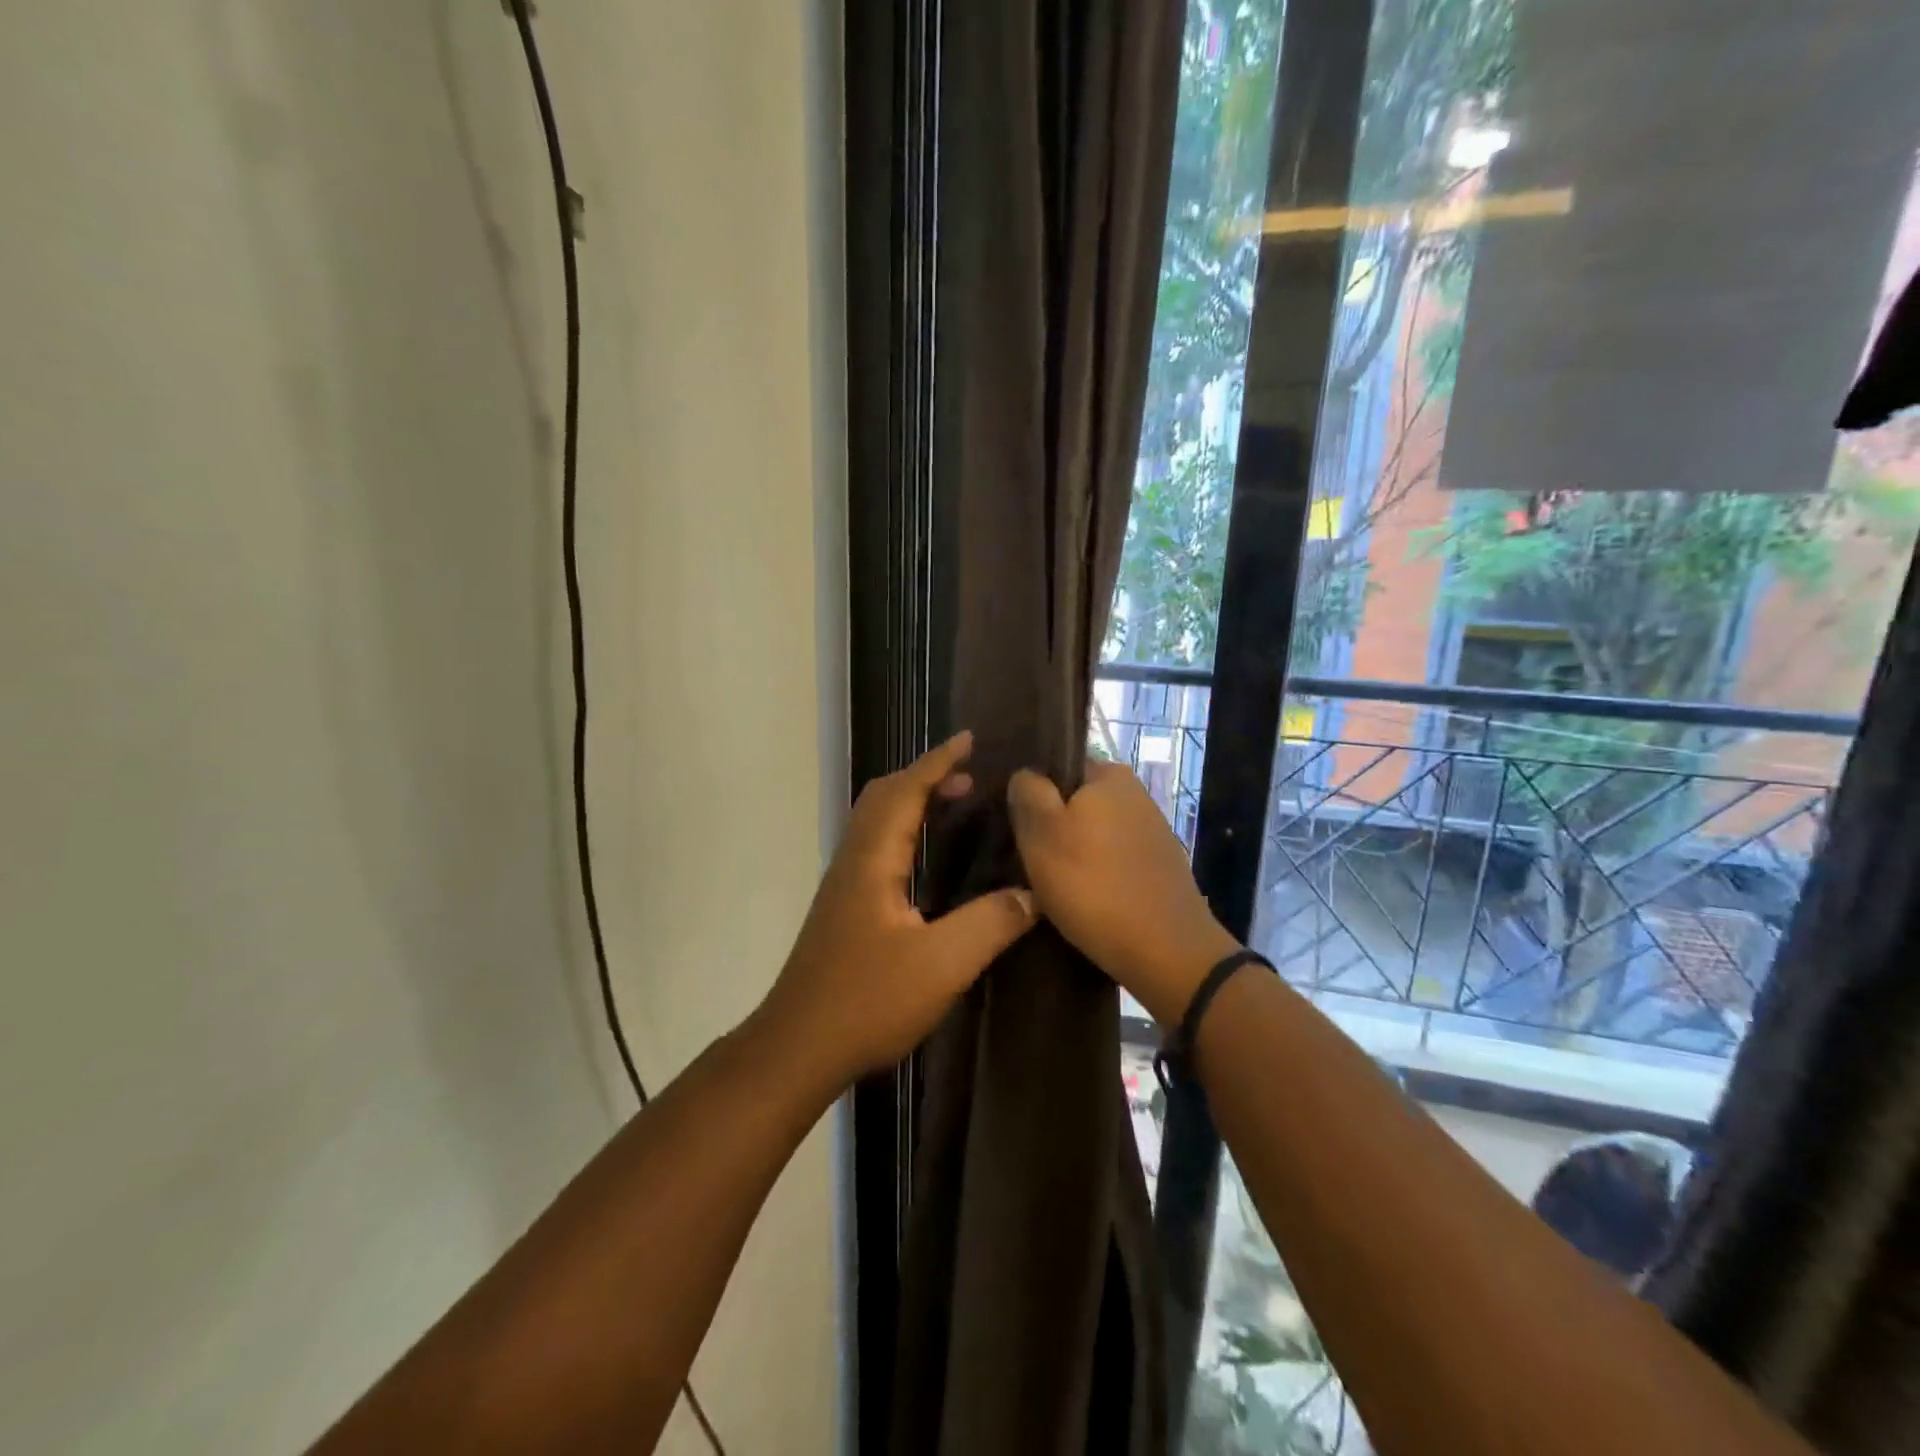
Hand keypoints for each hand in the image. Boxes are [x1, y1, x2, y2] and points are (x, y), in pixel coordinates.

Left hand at [760, 732, 1037, 1086]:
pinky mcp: (844, 908)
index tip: (970, 739)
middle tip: (970, 776)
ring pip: (876, 821)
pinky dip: (905, 830)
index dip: (938, 762)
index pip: (905, 791)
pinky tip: (928, 861)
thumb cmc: (866, 1001)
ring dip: (913, 801)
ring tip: (956, 805)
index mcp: (872, 860)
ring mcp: (844, 885)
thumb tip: (1034, 894)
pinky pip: (876, 846)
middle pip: (883, 796)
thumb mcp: (941, 965)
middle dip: (925, 775)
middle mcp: (853, 861)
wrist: (797, 1048)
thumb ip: (990, 924)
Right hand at [1009, 760, 1239, 1025]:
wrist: (1166, 952)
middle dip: (1053, 827)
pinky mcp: (1160, 867)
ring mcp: (1152, 831)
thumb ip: (1028, 792)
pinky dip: (1098, 875)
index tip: (1017, 828)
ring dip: (1074, 854)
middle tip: (1029, 861)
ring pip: (1095, 834)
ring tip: (1052, 886)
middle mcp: (1136, 794)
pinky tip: (1086, 901)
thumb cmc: (1093, 885)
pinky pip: (1115, 861)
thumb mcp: (1041, 833)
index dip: (1033, 795)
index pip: (1057, 768)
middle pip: (1076, 803)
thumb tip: (1025, 774)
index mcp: (1109, 774)